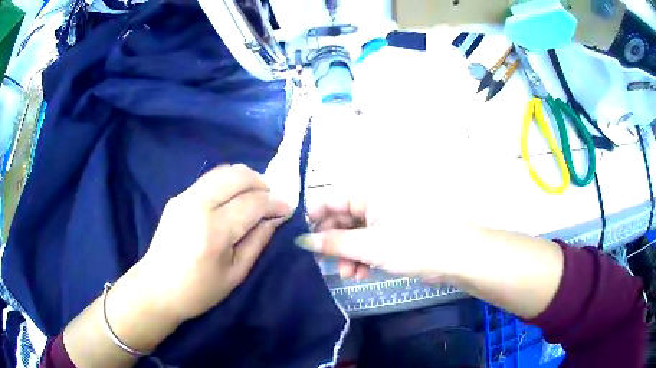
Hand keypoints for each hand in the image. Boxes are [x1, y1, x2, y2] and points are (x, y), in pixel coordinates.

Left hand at [135, 164, 291, 321]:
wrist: (157, 288)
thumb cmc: (198, 291)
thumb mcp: (235, 274)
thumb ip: (257, 242)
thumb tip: (275, 218)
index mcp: (213, 231)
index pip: (252, 203)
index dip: (275, 203)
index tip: (287, 208)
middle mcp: (197, 205)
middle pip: (237, 176)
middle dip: (262, 183)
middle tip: (271, 199)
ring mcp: (184, 197)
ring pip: (223, 171)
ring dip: (245, 179)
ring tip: (255, 197)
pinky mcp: (178, 197)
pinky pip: (210, 180)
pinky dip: (228, 183)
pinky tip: (233, 200)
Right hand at [299, 195, 477, 282]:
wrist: (457, 256)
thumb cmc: (414, 244)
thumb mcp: (370, 245)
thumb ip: (334, 244)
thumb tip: (302, 240)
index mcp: (370, 193)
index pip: (332, 200)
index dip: (314, 218)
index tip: (302, 239)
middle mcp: (376, 202)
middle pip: (342, 220)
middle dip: (333, 243)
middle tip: (326, 263)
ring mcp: (385, 220)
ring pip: (355, 235)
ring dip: (348, 255)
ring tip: (348, 274)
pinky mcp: (394, 235)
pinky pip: (369, 244)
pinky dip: (363, 258)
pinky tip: (361, 273)